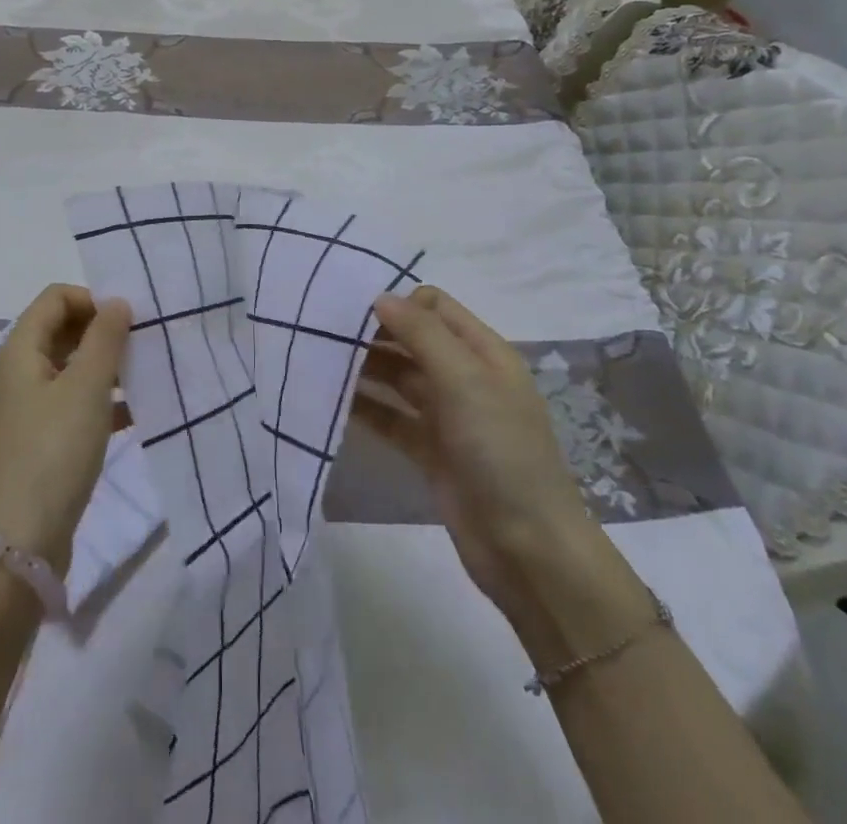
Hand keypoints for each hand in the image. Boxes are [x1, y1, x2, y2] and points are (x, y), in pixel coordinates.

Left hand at [0, 284, 131, 574]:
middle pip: (61, 330)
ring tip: (145, 377)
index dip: (93, 299)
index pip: (55, 298)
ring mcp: (24, 410)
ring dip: (105, 368)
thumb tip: (116, 302)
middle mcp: (16, 373)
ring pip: (69, 369)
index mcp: (19, 350)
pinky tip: (134, 414)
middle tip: (143, 345)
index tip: (130, 319)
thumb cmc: (52, 453)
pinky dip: (99, 402)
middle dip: (102, 332)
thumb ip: (105, 339)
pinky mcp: (36, 443)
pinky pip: (71, 405)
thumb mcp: (86, 389)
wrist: (16, 546)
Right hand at [354, 288, 595, 615]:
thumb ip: (422, 334)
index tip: (355, 308)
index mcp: (483, 352)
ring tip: (319, 360)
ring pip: (398, 378)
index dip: (399, 301)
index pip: (435, 306)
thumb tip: (380, 297)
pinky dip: (366, 408)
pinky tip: (331, 401)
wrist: (528, 549)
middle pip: (413, 340)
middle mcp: (465, 377)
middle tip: (325, 331)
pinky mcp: (429, 451)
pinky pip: (391, 418)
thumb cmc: (501, 450)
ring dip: (365, 368)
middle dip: (374, 333)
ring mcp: (447, 416)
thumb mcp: (465, 381)